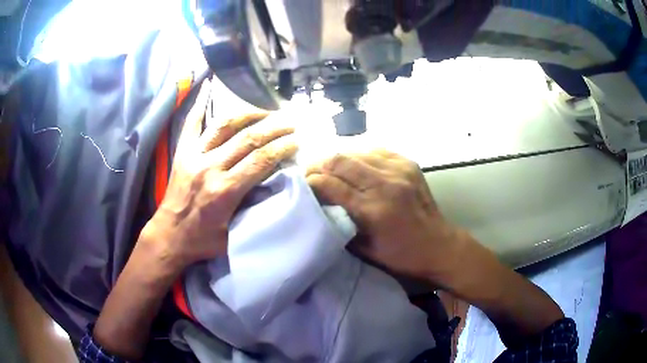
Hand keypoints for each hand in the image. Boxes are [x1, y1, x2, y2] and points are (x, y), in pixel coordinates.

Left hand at [144, 78, 296, 269]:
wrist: (169, 235)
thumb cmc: (202, 240)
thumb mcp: (233, 233)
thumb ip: (252, 209)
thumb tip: (272, 186)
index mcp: (225, 190)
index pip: (261, 160)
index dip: (282, 147)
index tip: (296, 140)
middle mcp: (210, 167)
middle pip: (248, 139)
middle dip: (274, 128)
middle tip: (290, 122)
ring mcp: (194, 156)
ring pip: (224, 125)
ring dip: (248, 114)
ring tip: (265, 110)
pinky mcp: (182, 153)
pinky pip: (192, 124)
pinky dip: (200, 104)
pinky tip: (208, 87)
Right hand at [306, 150, 464, 279]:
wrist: (438, 245)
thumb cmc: (400, 255)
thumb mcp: (365, 250)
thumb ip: (340, 224)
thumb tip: (319, 203)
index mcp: (373, 210)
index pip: (331, 185)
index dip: (311, 182)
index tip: (302, 185)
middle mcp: (385, 184)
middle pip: (341, 160)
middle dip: (320, 165)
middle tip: (311, 173)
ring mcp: (399, 170)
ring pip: (357, 151)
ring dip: (339, 159)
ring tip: (331, 169)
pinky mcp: (408, 163)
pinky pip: (376, 150)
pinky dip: (360, 156)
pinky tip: (356, 165)